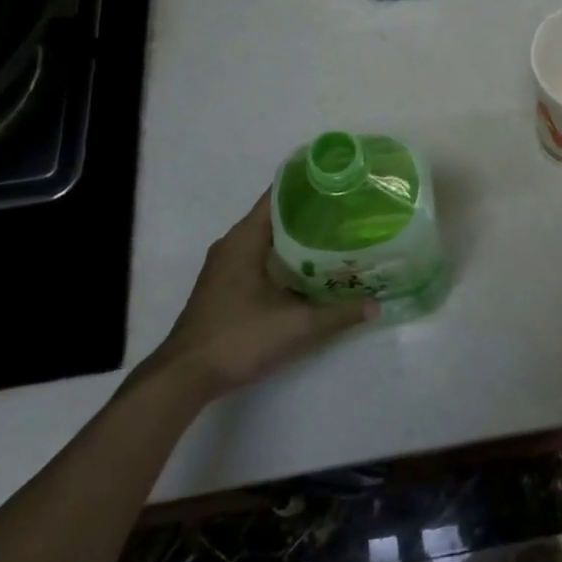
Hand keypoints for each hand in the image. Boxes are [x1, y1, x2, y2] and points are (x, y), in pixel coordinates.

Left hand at [148, 191, 376, 399]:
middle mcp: (233, 244)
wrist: (185, 377)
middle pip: (276, 216)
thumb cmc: (238, 338)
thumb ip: (339, 314)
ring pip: (268, 240)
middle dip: (311, 214)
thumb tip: (377, 305)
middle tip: (349, 213)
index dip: (309, 186)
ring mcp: (225, 266)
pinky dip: (284, 258)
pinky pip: (259, 258)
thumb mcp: (296, 326)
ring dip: (298, 238)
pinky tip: (310, 270)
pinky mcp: (224, 286)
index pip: (279, 195)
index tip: (340, 183)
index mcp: (245, 238)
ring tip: (338, 238)